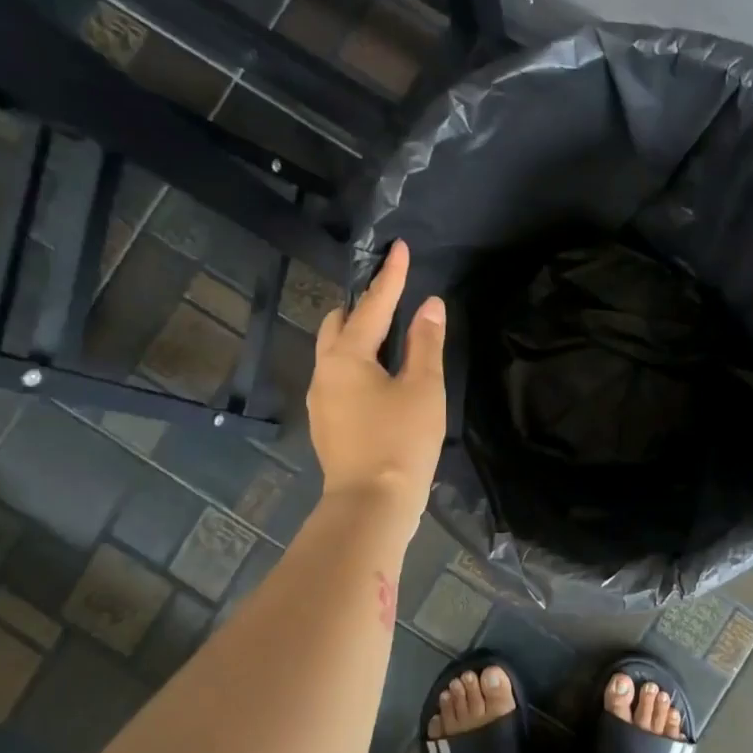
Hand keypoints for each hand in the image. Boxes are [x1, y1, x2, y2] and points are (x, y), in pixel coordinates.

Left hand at [308, 240, 445, 518]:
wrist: (372, 505)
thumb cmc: (401, 441)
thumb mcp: (423, 388)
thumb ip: (426, 343)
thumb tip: (430, 305)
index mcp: (346, 357)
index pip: (372, 305)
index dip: (390, 276)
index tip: (399, 248)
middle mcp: (324, 372)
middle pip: (338, 324)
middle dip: (363, 305)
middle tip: (392, 297)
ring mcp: (321, 400)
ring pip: (335, 353)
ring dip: (359, 336)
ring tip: (389, 337)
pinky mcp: (328, 424)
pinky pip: (340, 377)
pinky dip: (359, 364)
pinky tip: (381, 378)